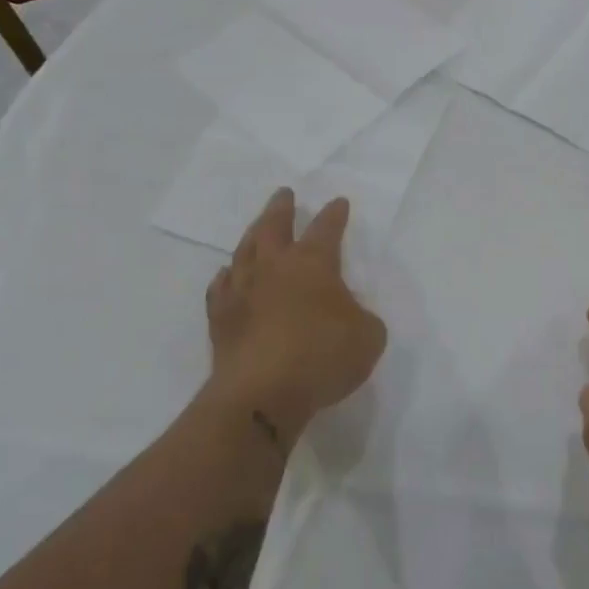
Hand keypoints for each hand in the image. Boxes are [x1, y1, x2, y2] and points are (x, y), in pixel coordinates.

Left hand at [206, 188, 386, 444]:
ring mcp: (242, 291)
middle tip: (284, 194)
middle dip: (282, 208)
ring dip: (252, 235)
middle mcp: (274, 268)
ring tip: (256, 228)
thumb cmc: (322, 357)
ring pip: (244, 251)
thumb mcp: (368, 337)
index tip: (338, 202)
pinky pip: (221, 287)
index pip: (326, 229)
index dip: (334, 215)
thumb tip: (348, 315)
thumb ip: (362, 319)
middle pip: (274, 227)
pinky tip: (227, 276)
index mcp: (313, 264)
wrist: (261, 394)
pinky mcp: (220, 318)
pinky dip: (226, 277)